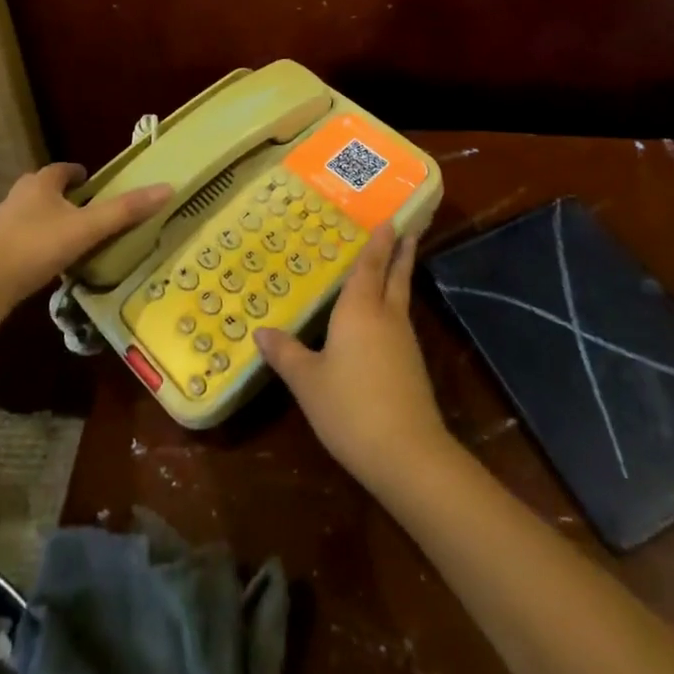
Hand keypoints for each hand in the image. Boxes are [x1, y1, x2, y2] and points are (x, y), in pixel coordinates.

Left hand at [0, 164, 171, 306]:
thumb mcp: (87, 228)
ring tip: (66, 234)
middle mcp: (18, 195)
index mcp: (41, 183)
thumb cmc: (37, 245)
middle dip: (61, 195)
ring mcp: (1, 222)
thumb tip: (167, 189)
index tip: (91, 181)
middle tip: (82, 207)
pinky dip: (33, 241)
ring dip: (46, 218)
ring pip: (29, 212)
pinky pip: (18, 237)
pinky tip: (43, 260)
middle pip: (43, 188)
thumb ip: (125, 211)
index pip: (63, 169)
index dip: (78, 173)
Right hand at [255, 225, 452, 491]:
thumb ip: (285, 353)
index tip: (390, 219)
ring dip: (399, 278)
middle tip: (409, 229)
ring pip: (401, 299)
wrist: (406, 454)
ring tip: (390, 267)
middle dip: (401, 252)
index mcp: (360, 309)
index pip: (370, 265)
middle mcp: (386, 317)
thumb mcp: (307, 381)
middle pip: (396, 276)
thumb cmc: (350, 407)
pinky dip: (393, 308)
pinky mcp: (411, 368)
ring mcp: (404, 343)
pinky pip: (400, 323)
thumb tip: (261, 331)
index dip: (379, 242)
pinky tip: (382, 321)